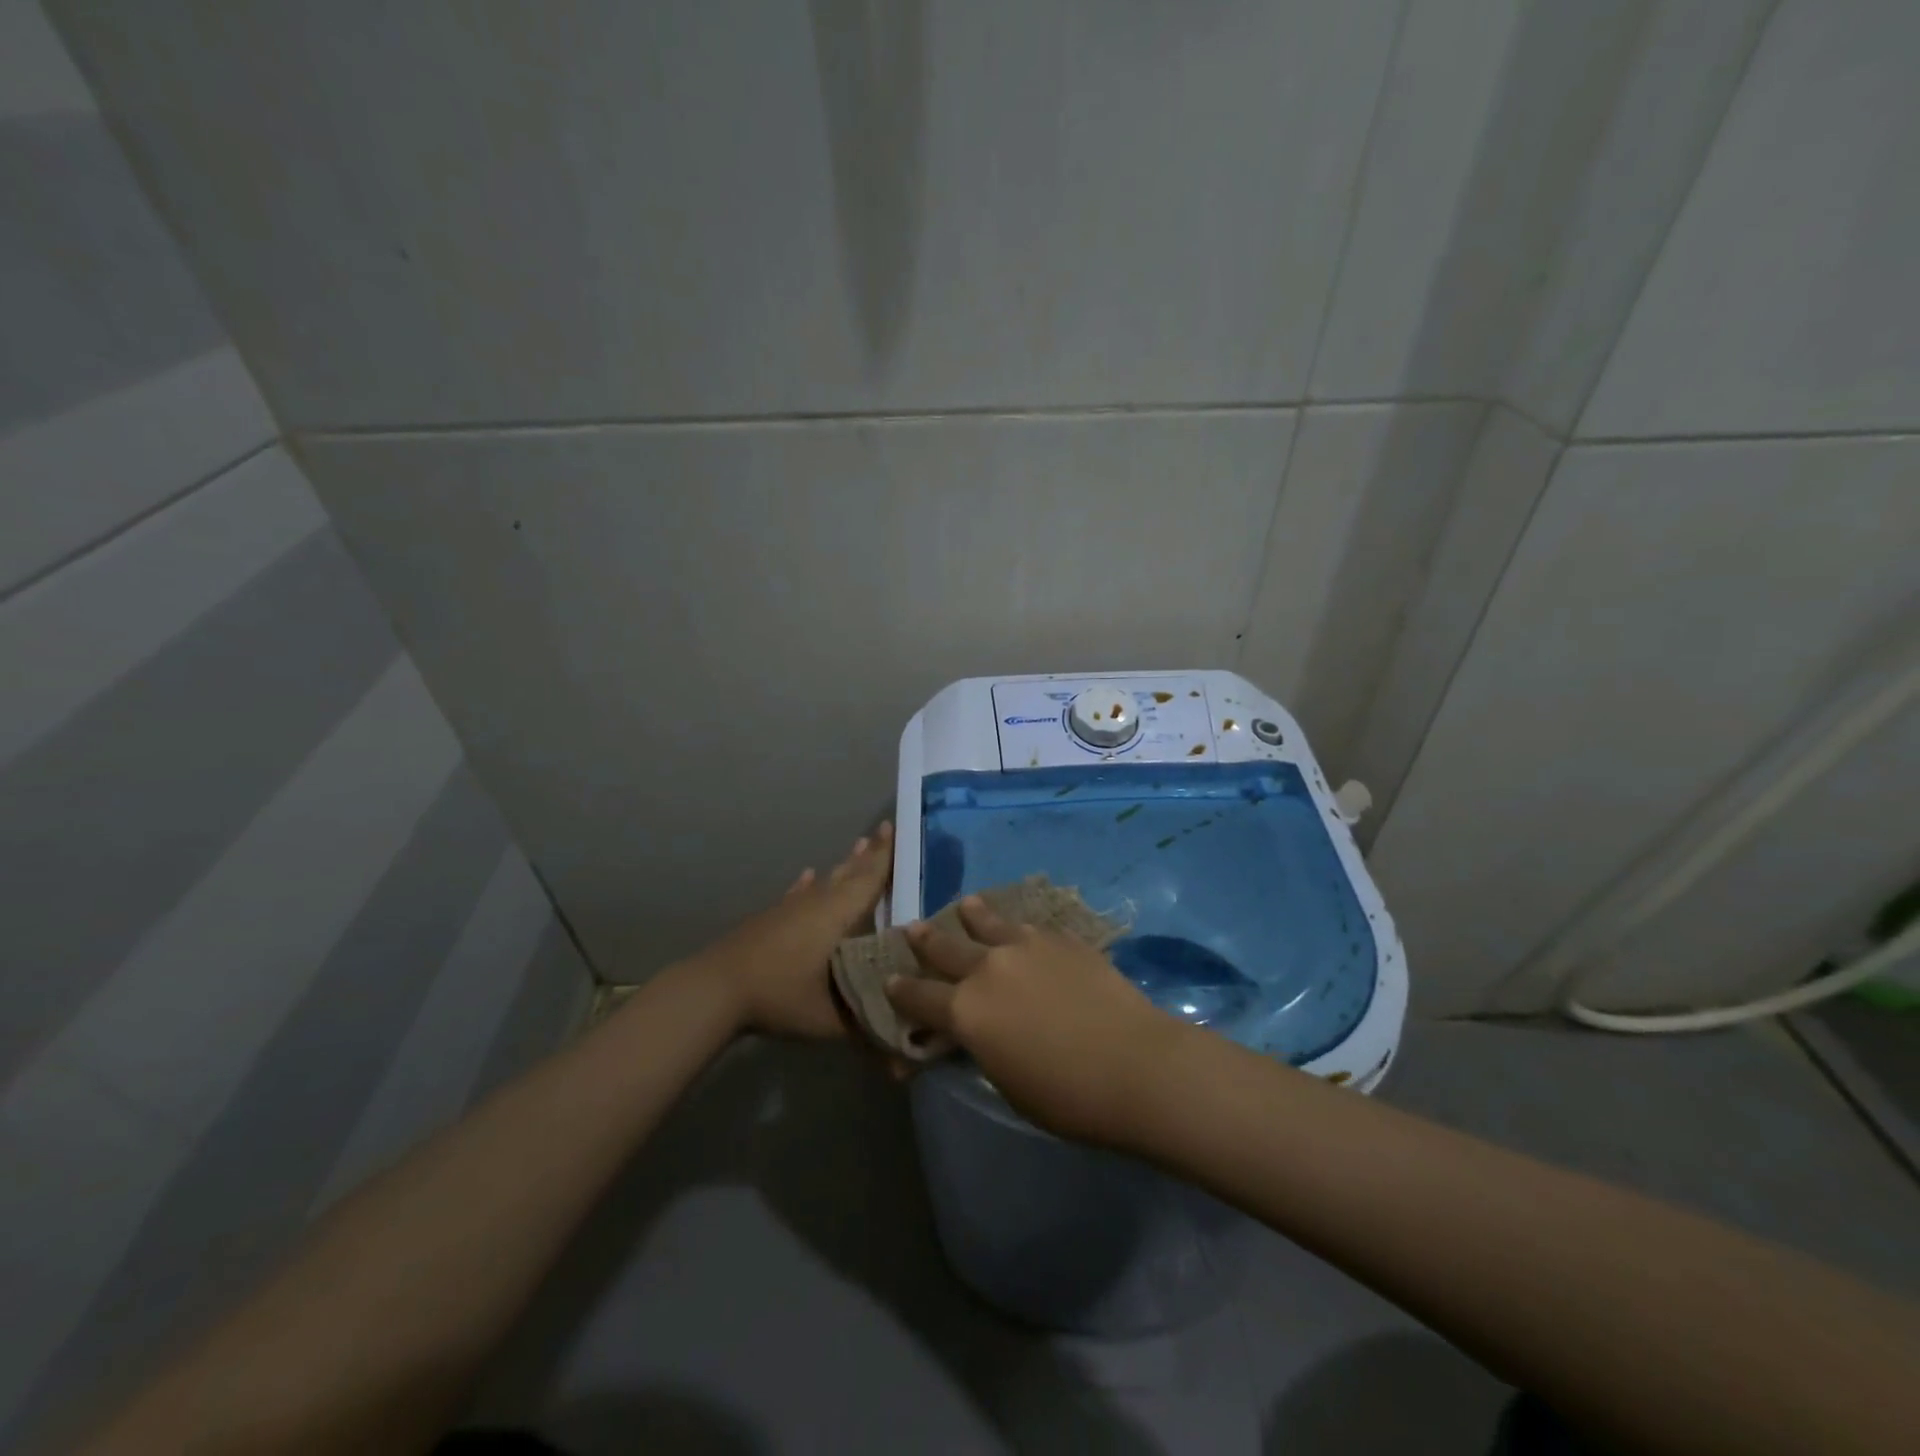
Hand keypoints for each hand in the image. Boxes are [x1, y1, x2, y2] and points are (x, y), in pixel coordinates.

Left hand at [694, 822, 892, 1038]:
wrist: (716, 989)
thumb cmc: (780, 996)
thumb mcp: (830, 1019)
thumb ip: (866, 1027)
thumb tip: (900, 1044)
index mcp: (838, 915)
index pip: (870, 878)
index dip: (886, 855)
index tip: (897, 827)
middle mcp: (818, 902)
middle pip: (850, 872)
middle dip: (870, 853)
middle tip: (885, 829)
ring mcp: (790, 908)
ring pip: (826, 880)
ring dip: (844, 865)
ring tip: (857, 845)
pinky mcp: (770, 918)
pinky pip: (797, 893)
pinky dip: (806, 884)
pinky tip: (808, 875)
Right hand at [885, 896, 1187, 1146]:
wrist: (1135, 1064)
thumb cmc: (1067, 1096)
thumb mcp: (1007, 1083)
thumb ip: (982, 1048)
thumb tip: (974, 1033)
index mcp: (965, 1012)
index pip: (918, 997)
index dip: (900, 990)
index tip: (889, 979)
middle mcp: (986, 969)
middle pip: (945, 949)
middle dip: (925, 940)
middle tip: (912, 927)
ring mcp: (1025, 947)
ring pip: (988, 923)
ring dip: (972, 915)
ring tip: (966, 904)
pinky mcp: (1061, 939)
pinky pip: (1029, 927)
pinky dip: (1016, 927)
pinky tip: (1020, 926)